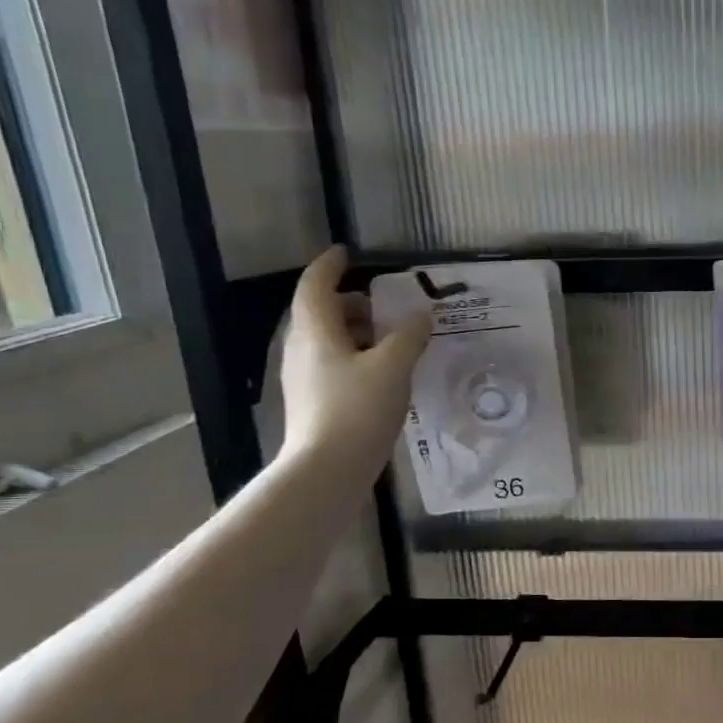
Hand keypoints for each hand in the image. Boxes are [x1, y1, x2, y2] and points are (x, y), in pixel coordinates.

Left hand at [279, 247, 427, 477]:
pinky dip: (354, 356)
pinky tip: (380, 373)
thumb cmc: (358, 409)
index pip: (315, 285)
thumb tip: (421, 315)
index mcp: (316, 331)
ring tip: (389, 338)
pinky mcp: (312, 402)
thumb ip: (409, 336)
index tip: (347, 254)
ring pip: (326, 340)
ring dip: (354, 331)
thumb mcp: (393, 367)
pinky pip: (331, 364)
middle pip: (320, 313)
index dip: (330, 266)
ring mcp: (303, 378)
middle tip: (383, 303)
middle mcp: (301, 349)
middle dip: (349, 302)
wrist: (327, 468)